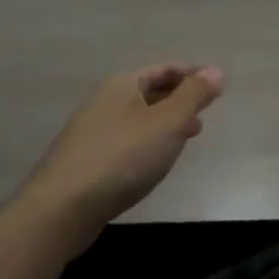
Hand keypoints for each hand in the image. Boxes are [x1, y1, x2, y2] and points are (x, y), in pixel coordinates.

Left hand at [17, 64, 224, 248]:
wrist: (62, 208)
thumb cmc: (122, 157)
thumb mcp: (168, 122)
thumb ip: (194, 96)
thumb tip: (215, 72)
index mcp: (122, 84)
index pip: (164, 70)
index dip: (192, 75)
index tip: (217, 86)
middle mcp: (104, 101)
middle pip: (149, 92)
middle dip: (179, 99)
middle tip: (205, 113)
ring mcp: (91, 131)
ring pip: (138, 118)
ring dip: (165, 123)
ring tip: (188, 137)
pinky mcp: (86, 160)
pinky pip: (126, 141)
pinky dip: (148, 142)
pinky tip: (155, 162)